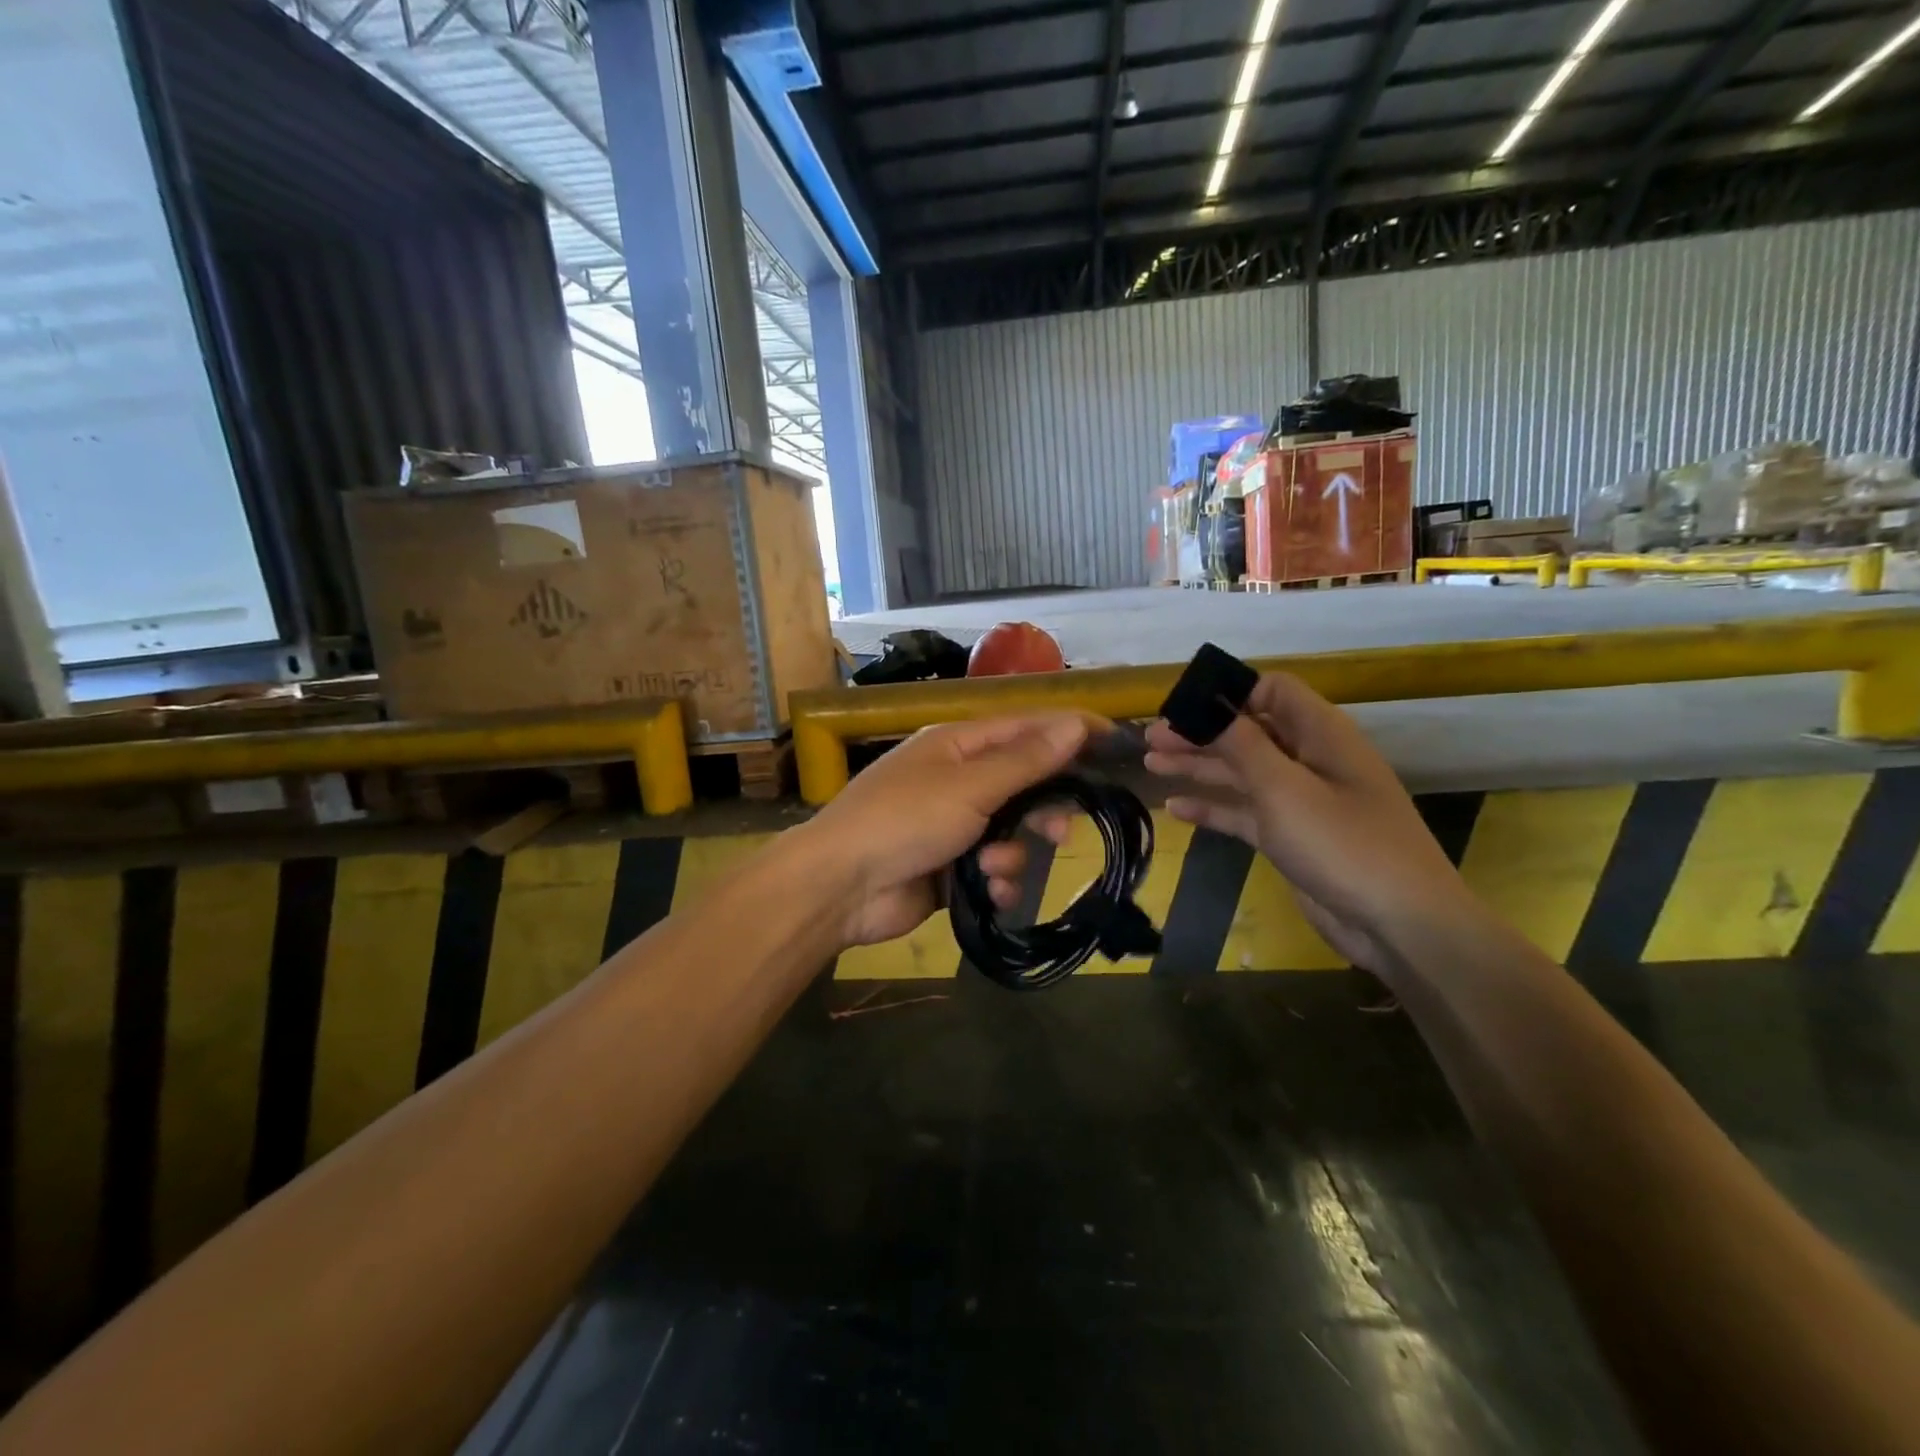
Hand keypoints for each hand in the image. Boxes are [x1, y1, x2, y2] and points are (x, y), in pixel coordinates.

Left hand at [798, 714, 1092, 948]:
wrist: (840, 887)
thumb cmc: (903, 821)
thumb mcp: (969, 786)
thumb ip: (1025, 760)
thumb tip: (1074, 725)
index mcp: (957, 745)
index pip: (1026, 727)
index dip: (1070, 730)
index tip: (1116, 739)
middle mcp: (957, 780)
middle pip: (1024, 784)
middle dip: (1043, 809)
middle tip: (1061, 829)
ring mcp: (953, 826)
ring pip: (1013, 832)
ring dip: (1012, 853)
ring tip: (994, 867)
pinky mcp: (951, 869)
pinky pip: (994, 869)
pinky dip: (996, 882)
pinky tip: (988, 891)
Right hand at [1143, 673, 1473, 971]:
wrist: (1399, 925)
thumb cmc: (1344, 845)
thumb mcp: (1285, 789)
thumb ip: (1242, 745)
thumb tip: (1207, 706)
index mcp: (1321, 734)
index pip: (1271, 691)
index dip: (1227, 693)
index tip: (1181, 705)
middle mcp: (1310, 760)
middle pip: (1248, 732)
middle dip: (1200, 732)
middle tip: (1151, 739)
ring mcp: (1301, 801)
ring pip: (1241, 772)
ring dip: (1199, 766)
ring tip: (1151, 765)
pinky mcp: (1290, 837)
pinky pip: (1244, 812)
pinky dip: (1213, 807)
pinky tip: (1176, 809)